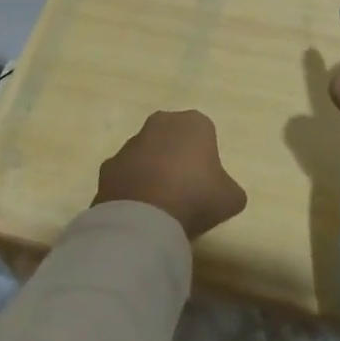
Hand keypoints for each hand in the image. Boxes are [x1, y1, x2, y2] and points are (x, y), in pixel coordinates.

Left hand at [94, 110, 246, 238]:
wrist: (145, 217)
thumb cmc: (195, 196)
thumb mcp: (231, 198)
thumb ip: (230, 190)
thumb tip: (226, 195)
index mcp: (194, 123)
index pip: (204, 133)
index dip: (206, 158)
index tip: (206, 182)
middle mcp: (161, 123)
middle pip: (173, 138)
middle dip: (176, 157)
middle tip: (184, 189)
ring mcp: (130, 143)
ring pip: (146, 154)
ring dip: (152, 172)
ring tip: (159, 205)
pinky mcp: (108, 166)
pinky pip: (125, 175)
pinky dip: (130, 188)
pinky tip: (138, 211)